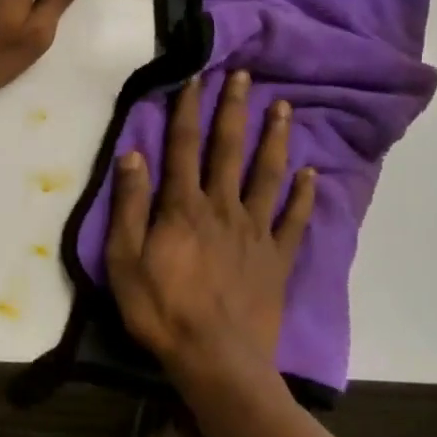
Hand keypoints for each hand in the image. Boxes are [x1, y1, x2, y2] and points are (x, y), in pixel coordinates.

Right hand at [106, 71, 316, 393]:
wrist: (217, 361)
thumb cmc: (163, 311)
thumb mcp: (125, 261)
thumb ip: (130, 206)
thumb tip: (133, 154)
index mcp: (184, 207)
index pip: (184, 146)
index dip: (188, 109)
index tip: (195, 77)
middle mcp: (223, 207)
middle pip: (229, 149)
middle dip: (235, 109)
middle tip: (245, 75)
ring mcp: (256, 232)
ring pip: (267, 174)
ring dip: (275, 138)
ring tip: (283, 107)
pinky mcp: (278, 258)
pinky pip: (294, 220)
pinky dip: (303, 196)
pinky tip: (311, 174)